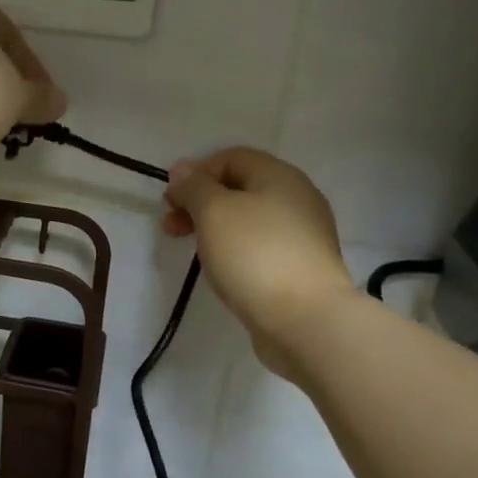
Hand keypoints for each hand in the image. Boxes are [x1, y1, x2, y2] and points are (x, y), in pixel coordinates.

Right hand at [163, 148, 355, 376]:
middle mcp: (297, 198)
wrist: (306, 320)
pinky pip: (262, 247)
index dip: (196, 173)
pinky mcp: (302, 267)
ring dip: (216, 229)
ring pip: (250, 220)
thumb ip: (195, 187)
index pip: (231, 157)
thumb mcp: (214, 212)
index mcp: (279, 176)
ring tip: (195, 252)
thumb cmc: (255, 255)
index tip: (171, 202)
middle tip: (172, 229)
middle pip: (241, 188)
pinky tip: (225, 271)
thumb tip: (183, 170)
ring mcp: (304, 235)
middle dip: (201, 203)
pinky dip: (237, 251)